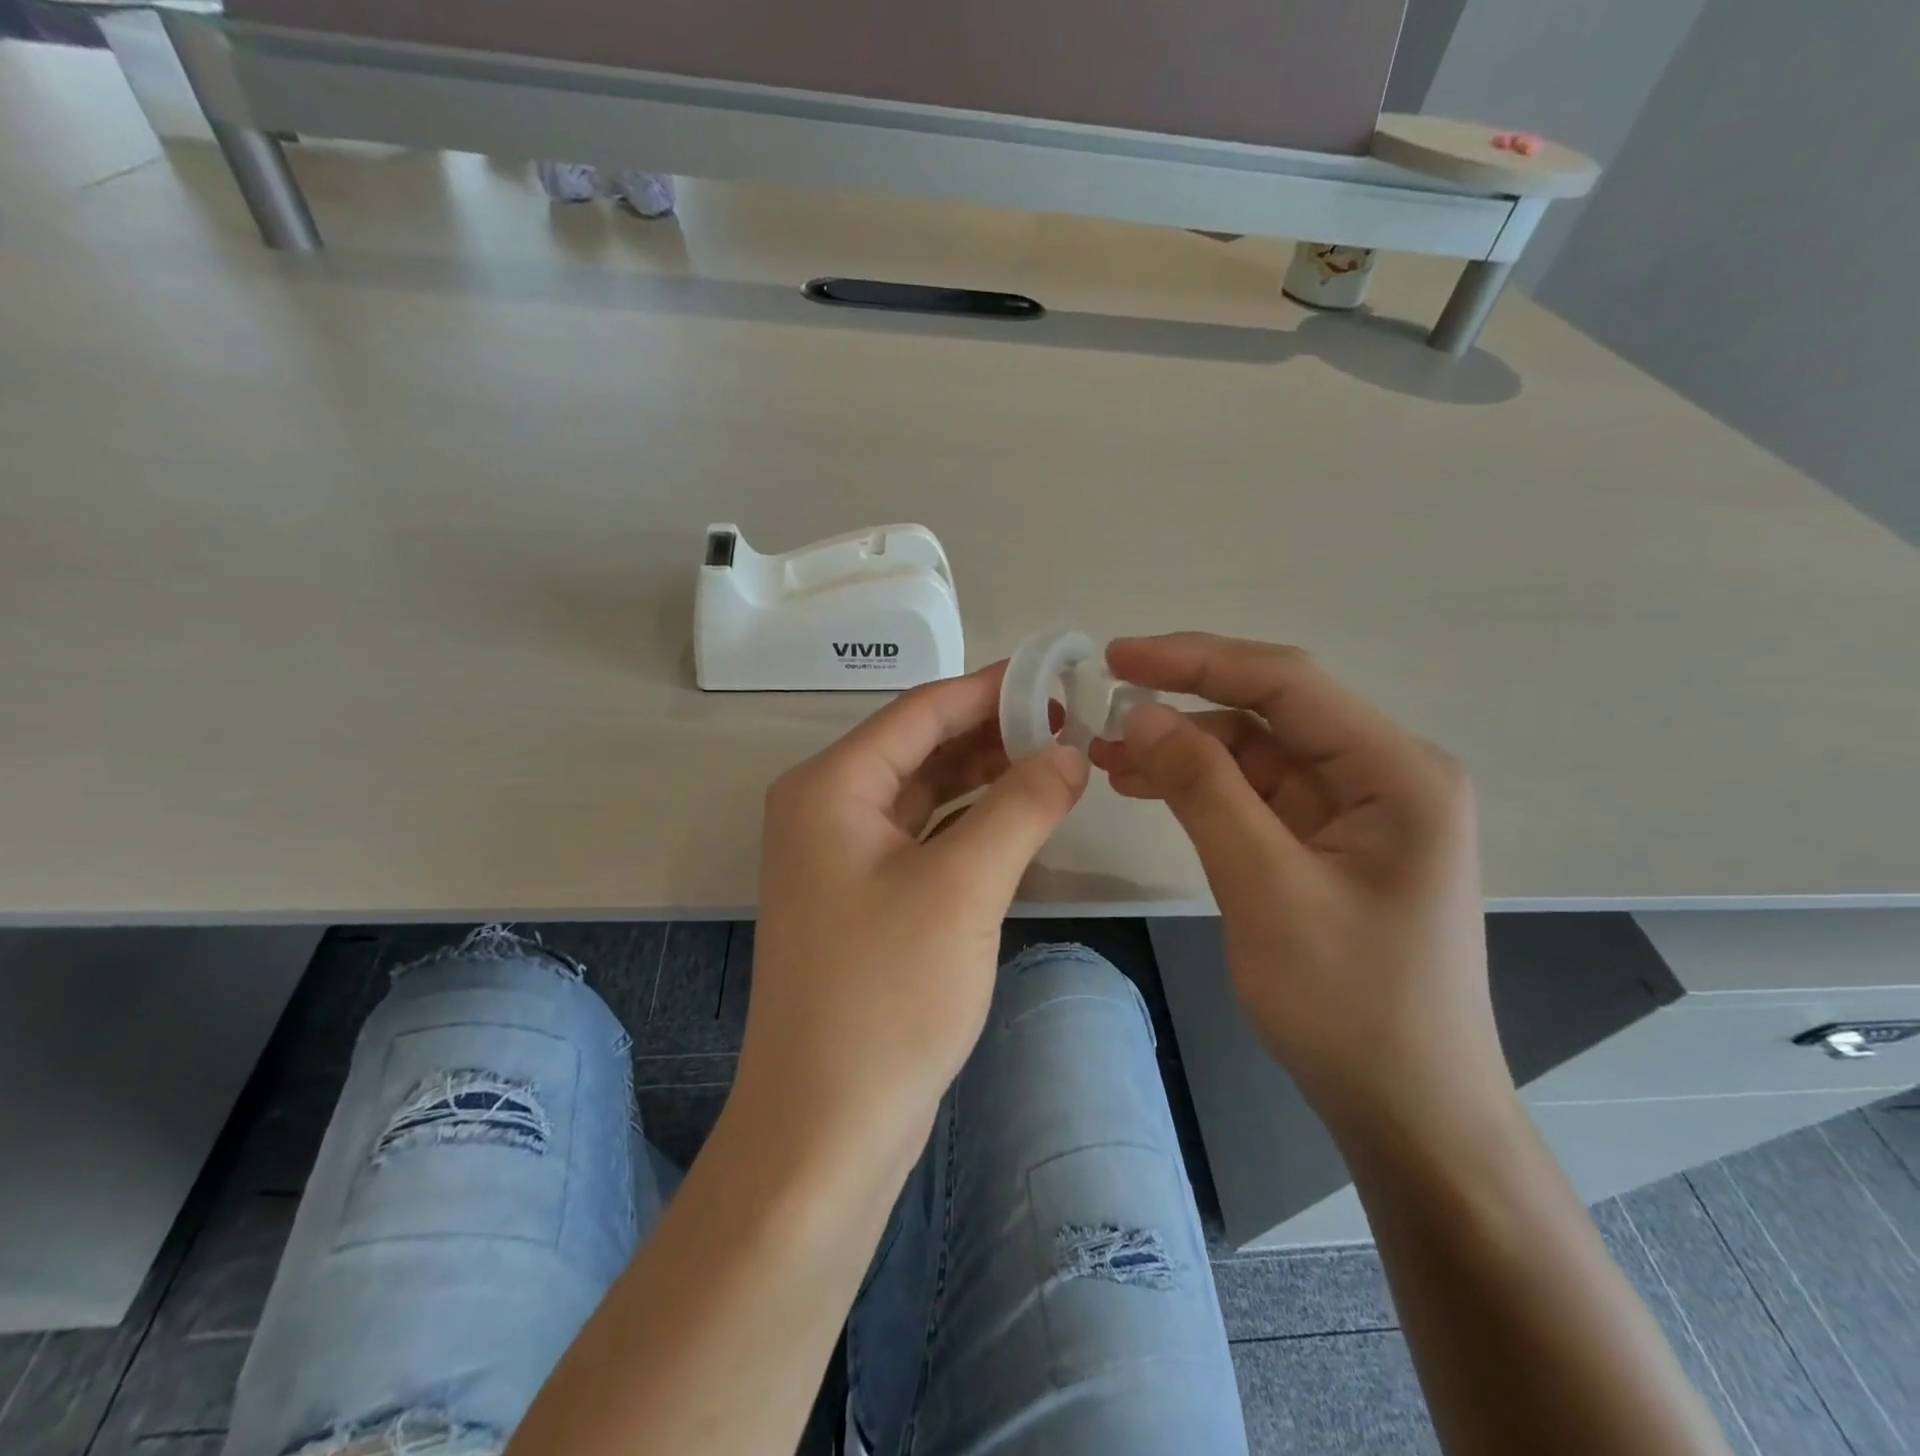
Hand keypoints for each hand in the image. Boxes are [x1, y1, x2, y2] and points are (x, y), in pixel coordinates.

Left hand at [740, 665, 1087, 1158]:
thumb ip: (1020, 806)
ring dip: (987, 777)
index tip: (1057, 674)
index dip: (991, 688)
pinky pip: (926, 838)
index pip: (920, 710)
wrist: (828, 1126)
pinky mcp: (866, 899)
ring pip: (927, 794)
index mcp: (831, 787)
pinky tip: (1022, 817)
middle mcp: (828, 809)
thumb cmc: (887, 995)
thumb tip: (1068, 752)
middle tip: (1072, 721)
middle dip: (994, 732)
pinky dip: (973, 823)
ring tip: (1059, 760)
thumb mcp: (963, 887)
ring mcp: (844, 857)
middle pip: (922, 747)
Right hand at [1089, 634, 1503, 1126]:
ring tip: (1109, 755)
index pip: (1287, 682)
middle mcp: (1384, 773)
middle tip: (1102, 710)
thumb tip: (1140, 714)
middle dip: (1184, 705)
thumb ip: (1203, 788)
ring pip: (1258, 751)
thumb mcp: (1264, 886)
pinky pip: (1258, 793)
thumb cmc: (1348, 1003)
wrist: (1408, 1111)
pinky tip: (1148, 786)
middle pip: (1271, 711)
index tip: (1117, 657)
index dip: (1196, 660)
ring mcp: (1358, 809)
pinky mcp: (1330, 841)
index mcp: (1396, 771)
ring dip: (1185, 748)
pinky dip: (1203, 786)